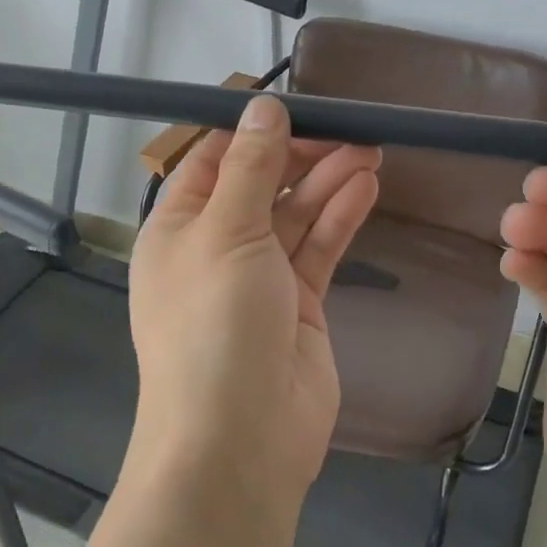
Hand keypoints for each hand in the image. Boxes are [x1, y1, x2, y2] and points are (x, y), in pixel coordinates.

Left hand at [128, 95, 380, 504]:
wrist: (239, 439)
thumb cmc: (215, 325)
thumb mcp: (226, 233)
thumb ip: (251, 169)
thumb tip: (262, 107)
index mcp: (177, 229)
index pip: (212, 163)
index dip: (252, 133)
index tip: (297, 107)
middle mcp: (215, 249)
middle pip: (260, 186)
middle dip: (301, 156)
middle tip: (350, 130)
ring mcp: (259, 280)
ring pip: (295, 215)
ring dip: (327, 182)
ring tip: (370, 150)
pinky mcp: (299, 306)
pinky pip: (317, 250)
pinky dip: (339, 218)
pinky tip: (366, 187)